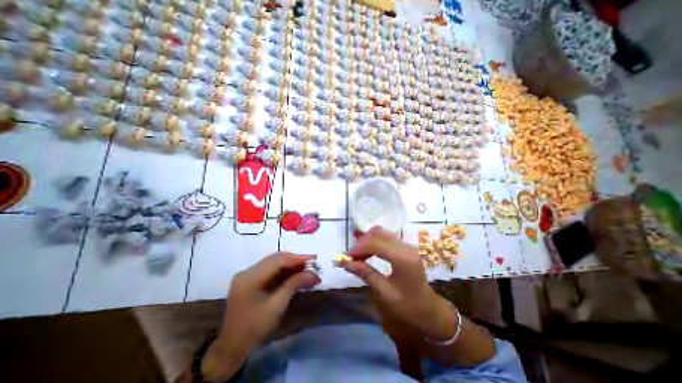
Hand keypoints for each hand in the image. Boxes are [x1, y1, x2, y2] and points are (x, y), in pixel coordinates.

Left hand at [202, 253, 319, 381]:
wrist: (232, 348)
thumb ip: (294, 285)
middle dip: (296, 260)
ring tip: (308, 268)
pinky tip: (296, 274)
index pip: (277, 261)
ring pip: (275, 263)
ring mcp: (248, 275)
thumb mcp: (277, 306)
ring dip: (291, 265)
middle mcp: (247, 271)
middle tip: (313, 263)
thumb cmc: (254, 329)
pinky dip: (285, 271)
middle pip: (276, 259)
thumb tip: (313, 274)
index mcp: (249, 277)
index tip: (314, 259)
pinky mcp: (252, 280)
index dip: (297, 258)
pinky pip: (271, 270)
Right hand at [344, 226, 454, 338]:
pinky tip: (367, 253)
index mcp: (403, 259)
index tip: (345, 258)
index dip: (358, 248)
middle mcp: (405, 247)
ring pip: (380, 233)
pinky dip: (373, 242)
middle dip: (361, 243)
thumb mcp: (385, 293)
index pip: (375, 244)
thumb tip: (344, 262)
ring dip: (366, 241)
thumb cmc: (408, 306)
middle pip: (377, 234)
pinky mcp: (404, 247)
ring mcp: (406, 245)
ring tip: (357, 256)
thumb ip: (365, 274)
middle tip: (351, 257)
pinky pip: (385, 237)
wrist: (429, 310)